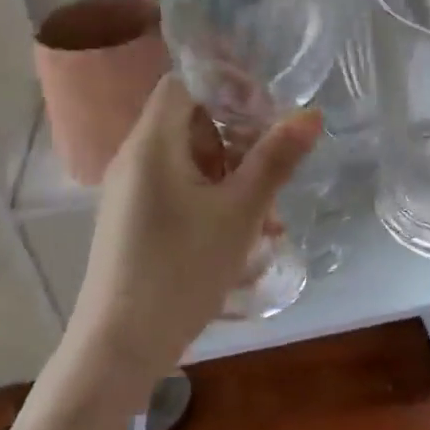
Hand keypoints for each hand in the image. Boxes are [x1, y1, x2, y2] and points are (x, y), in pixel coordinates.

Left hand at [66, 75, 320, 385]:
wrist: (119, 346)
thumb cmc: (181, 270)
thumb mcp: (240, 213)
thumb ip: (275, 160)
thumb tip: (311, 114)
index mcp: (152, 143)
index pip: (185, 82)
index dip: (229, 86)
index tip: (268, 111)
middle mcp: (135, 158)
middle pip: (191, 121)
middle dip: (239, 138)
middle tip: (276, 164)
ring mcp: (131, 191)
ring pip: (190, 160)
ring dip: (233, 174)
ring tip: (270, 212)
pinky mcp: (134, 220)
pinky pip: (179, 189)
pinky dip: (212, 197)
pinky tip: (245, 234)